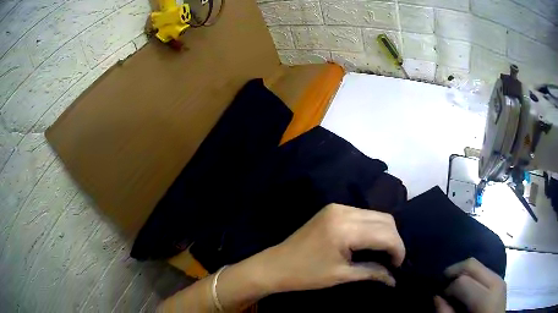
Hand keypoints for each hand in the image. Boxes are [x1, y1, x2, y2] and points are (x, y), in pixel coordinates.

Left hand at [261, 203, 405, 292]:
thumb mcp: (342, 276)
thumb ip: (372, 272)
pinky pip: (363, 214)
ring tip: (383, 253)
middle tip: (392, 260)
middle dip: (394, 240)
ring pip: (376, 215)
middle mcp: (344, 211)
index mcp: (346, 229)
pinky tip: (370, 242)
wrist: (275, 265)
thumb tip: (394, 278)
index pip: (386, 234)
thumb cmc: (306, 274)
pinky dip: (372, 227)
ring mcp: (337, 207)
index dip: (398, 249)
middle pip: (385, 219)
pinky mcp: (333, 209)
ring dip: (385, 232)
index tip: (398, 266)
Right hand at [434, 258, 505, 312]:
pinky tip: (467, 286)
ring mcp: (500, 279)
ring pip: (479, 265)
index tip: (440, 297)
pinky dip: (472, 275)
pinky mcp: (501, 280)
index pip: (464, 281)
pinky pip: (484, 271)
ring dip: (464, 272)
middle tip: (443, 281)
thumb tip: (436, 297)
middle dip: (455, 270)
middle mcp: (496, 282)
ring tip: (454, 284)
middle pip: (473, 264)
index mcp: (486, 299)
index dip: (448, 288)